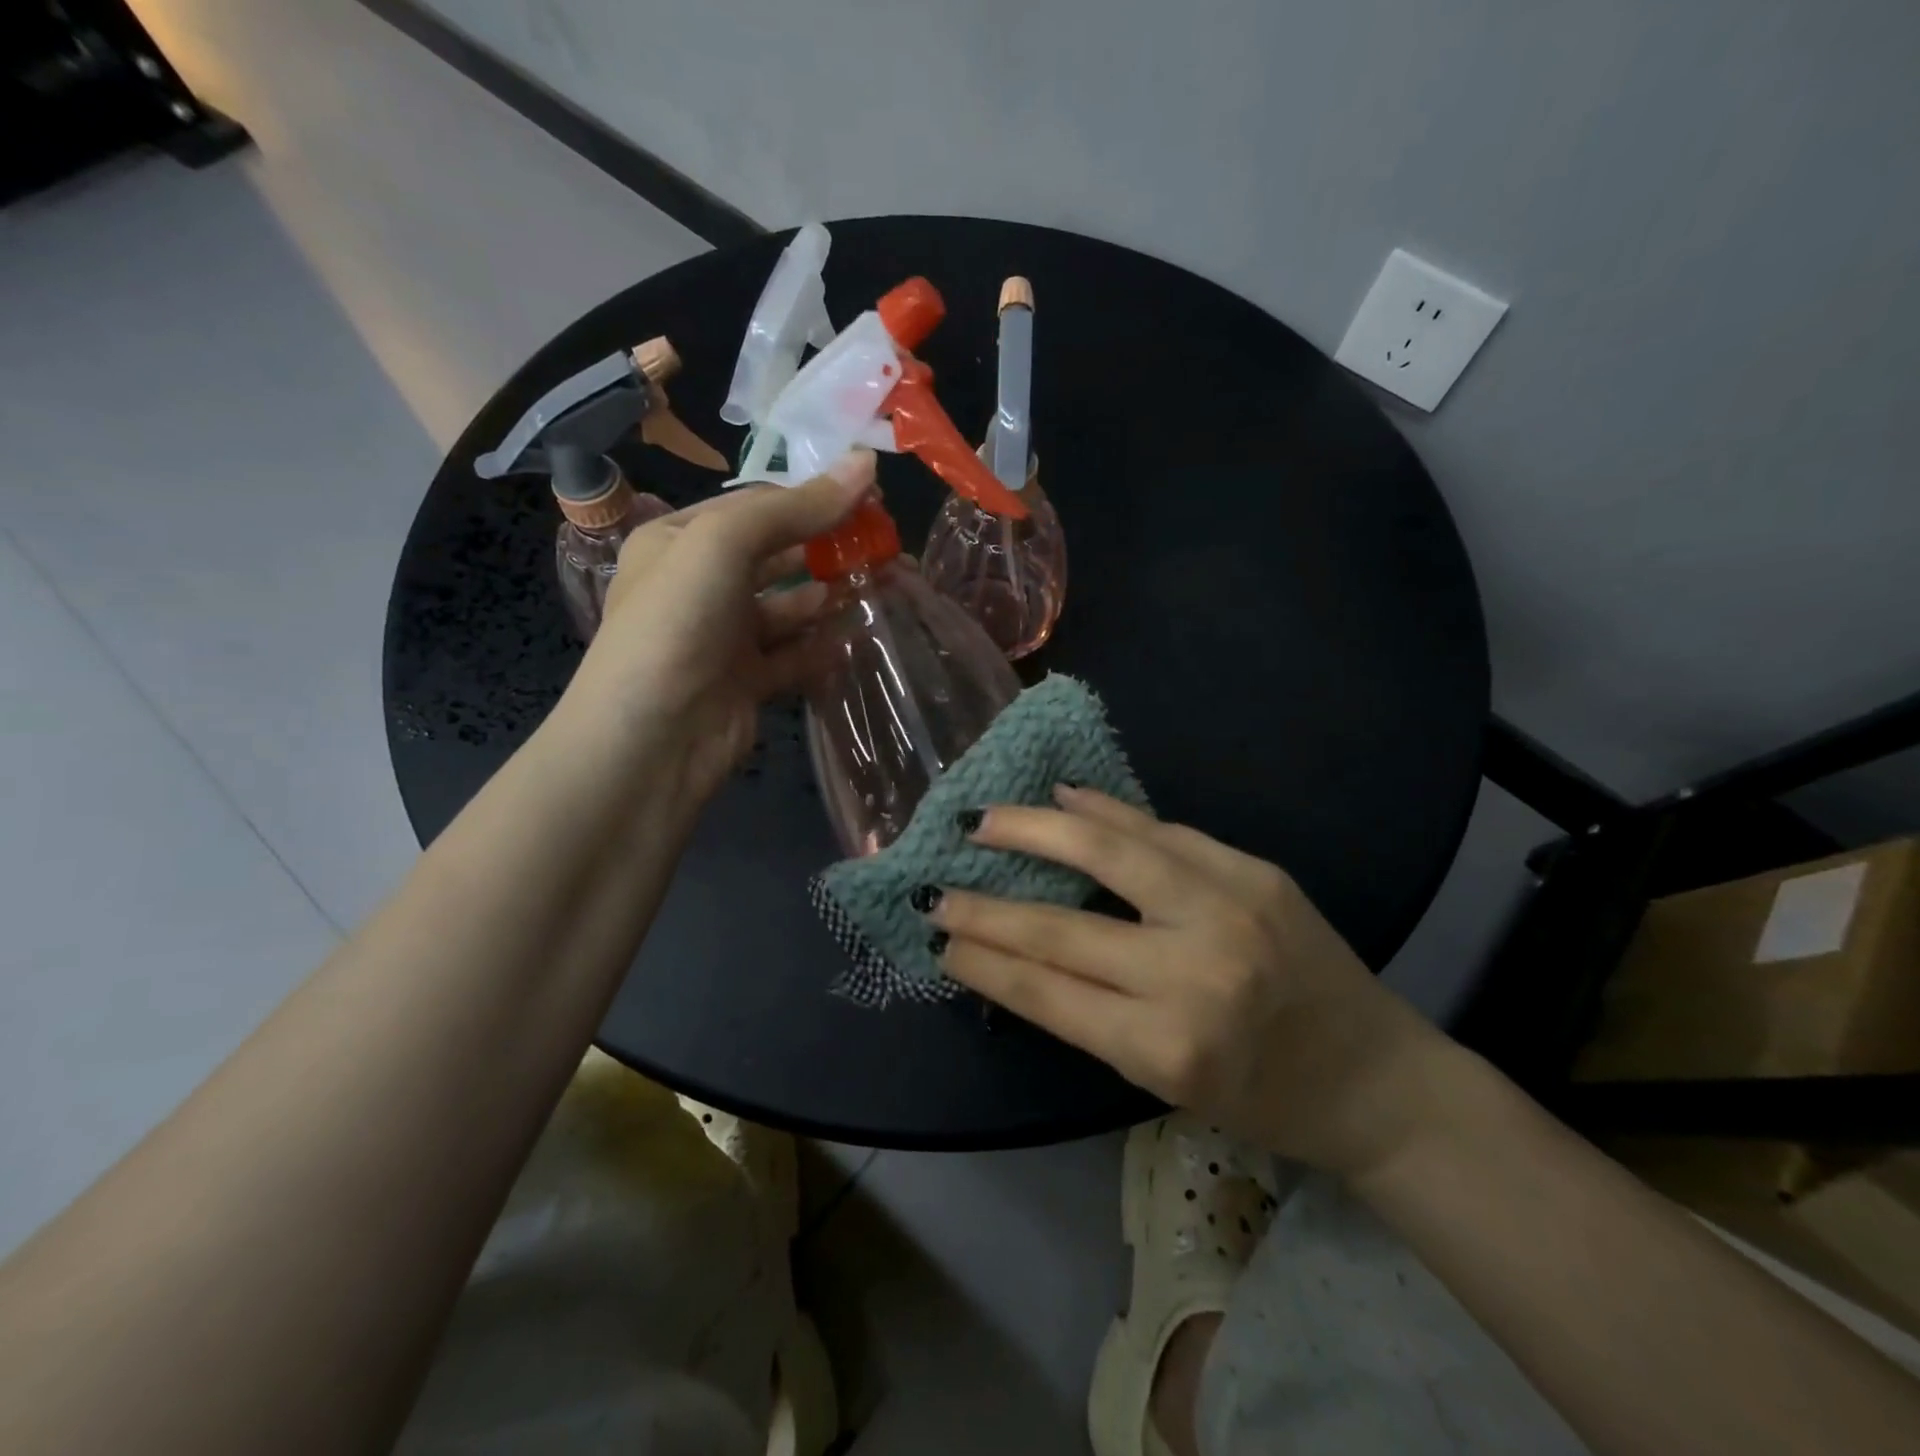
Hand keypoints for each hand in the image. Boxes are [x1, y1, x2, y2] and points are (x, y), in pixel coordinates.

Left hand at [562, 450, 873, 802]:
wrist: (653, 738)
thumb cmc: (678, 622)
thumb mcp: (725, 543)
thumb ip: (797, 506)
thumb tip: (866, 463)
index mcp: (680, 540)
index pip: (756, 508)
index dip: (813, 499)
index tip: (871, 500)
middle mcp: (700, 586)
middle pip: (776, 556)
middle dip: (826, 549)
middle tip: (884, 547)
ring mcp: (724, 638)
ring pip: (789, 608)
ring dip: (829, 598)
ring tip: (880, 587)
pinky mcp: (747, 682)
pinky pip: (794, 655)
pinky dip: (823, 646)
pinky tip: (857, 636)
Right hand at [929, 786, 1452, 1177]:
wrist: (1377, 1077)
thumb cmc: (1263, 1100)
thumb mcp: (1164, 1081)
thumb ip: (1090, 1013)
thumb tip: (1014, 952)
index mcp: (1166, 1047)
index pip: (1046, 991)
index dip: (983, 960)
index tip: (937, 935)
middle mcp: (1193, 972)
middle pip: (1061, 927)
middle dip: (986, 906)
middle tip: (937, 886)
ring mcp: (1229, 909)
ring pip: (1108, 852)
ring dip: (1035, 830)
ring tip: (983, 819)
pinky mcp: (1255, 870)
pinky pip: (1163, 831)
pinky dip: (1107, 811)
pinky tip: (1066, 796)